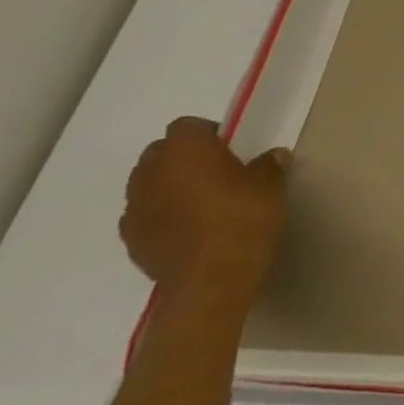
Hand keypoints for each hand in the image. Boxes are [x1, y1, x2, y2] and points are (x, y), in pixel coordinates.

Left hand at [122, 116, 289, 302]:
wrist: (212, 278)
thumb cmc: (244, 218)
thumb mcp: (271, 186)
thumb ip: (269, 165)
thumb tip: (272, 156)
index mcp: (185, 150)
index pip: (187, 126)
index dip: (208, 134)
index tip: (230, 149)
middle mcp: (151, 172)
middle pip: (161, 152)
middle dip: (183, 158)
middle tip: (216, 173)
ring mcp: (135, 206)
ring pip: (148, 183)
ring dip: (169, 186)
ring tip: (200, 202)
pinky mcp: (130, 237)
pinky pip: (144, 214)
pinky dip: (161, 214)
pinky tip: (187, 228)